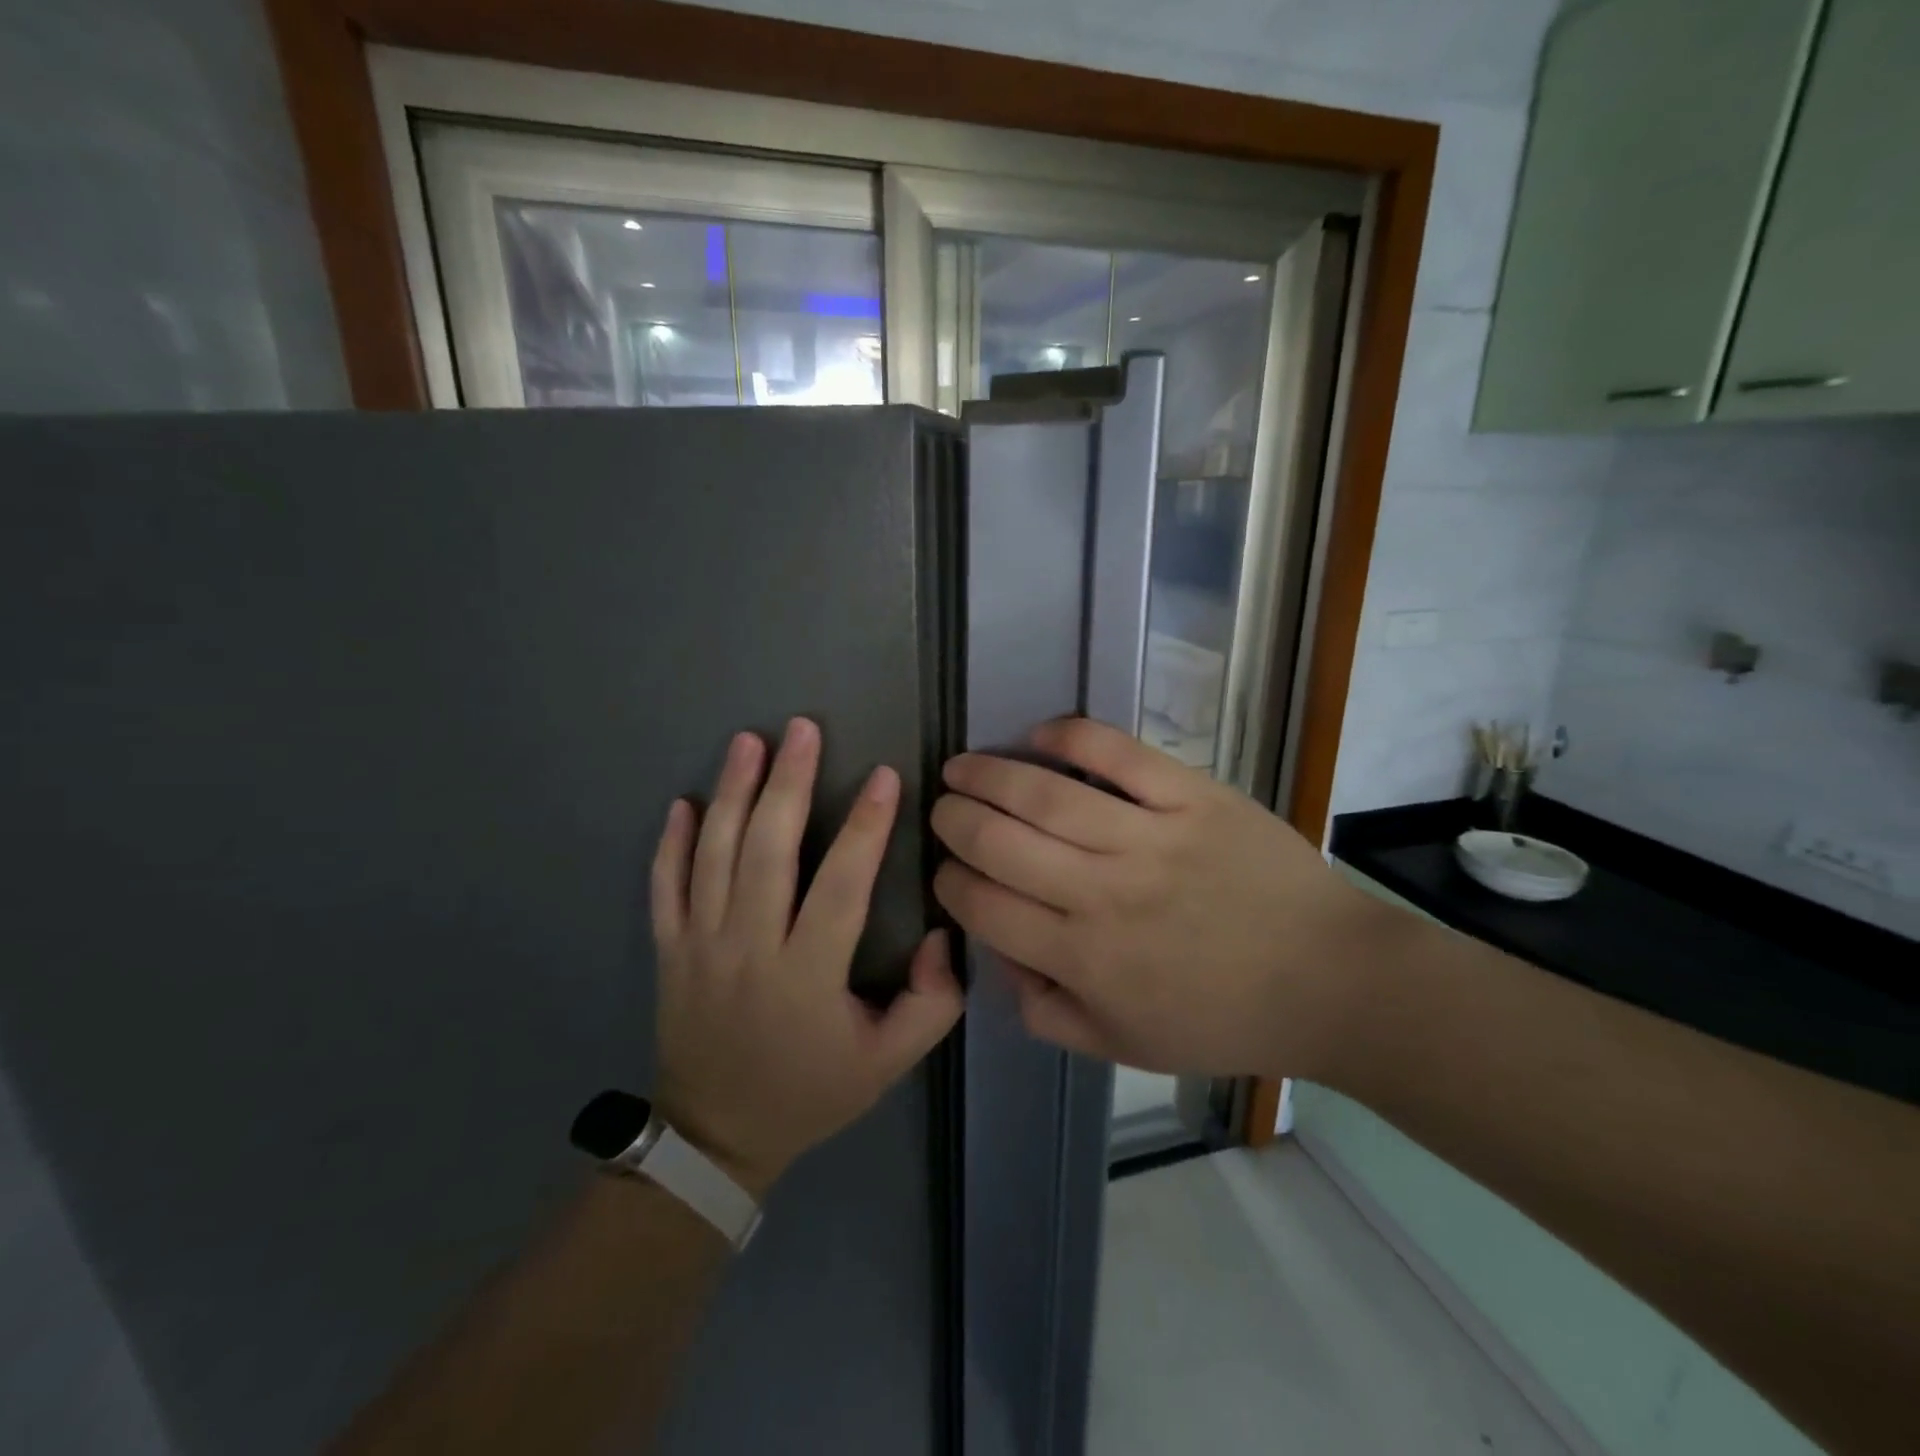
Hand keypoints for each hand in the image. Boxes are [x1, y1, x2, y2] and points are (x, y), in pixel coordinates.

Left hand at [651, 718, 963, 1199]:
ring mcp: (700, 947)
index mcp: (807, 974)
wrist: (718, 1136)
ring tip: (748, 742)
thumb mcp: (889, 1063)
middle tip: (802, 729)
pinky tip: (683, 800)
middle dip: (787, 784)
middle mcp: (749, 949)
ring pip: (713, 856)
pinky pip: (663, 887)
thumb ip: (932, 1003)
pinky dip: (670, 842)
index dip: (866, 828)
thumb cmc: (811, 1092)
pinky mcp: (668, 951)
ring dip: (731, 794)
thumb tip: (940, 933)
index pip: (841, 886)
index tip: (884, 776)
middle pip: (766, 852)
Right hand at [930, 718, 1392, 1081]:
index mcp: (1085, 959)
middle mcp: (1105, 893)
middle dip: (954, 822)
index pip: (985, 906)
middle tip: (943, 809)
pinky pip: (1119, 755)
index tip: (947, 869)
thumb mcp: (1122, 1044)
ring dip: (988, 775)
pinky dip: (1071, 738)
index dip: (951, 882)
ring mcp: (1151, 838)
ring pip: (1045, 795)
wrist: (1329, 980)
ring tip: (961, 766)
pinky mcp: (1192, 797)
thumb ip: (1046, 1011)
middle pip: (1001, 842)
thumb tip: (998, 956)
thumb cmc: (1222, 1018)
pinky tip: (1039, 735)